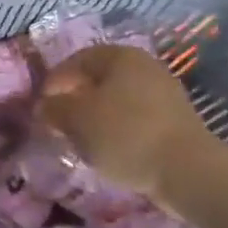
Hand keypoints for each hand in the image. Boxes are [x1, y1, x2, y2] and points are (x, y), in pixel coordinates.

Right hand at [40, 44, 223, 210]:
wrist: (186, 171)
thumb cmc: (125, 135)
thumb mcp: (77, 120)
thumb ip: (54, 108)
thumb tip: (44, 106)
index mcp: (121, 57)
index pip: (77, 60)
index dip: (54, 80)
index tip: (41, 105)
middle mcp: (145, 67)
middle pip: (99, 79)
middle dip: (74, 99)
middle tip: (57, 122)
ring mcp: (164, 94)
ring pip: (117, 100)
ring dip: (94, 117)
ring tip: (79, 139)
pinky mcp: (174, 122)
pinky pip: (134, 119)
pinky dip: (116, 130)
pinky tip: (107, 150)